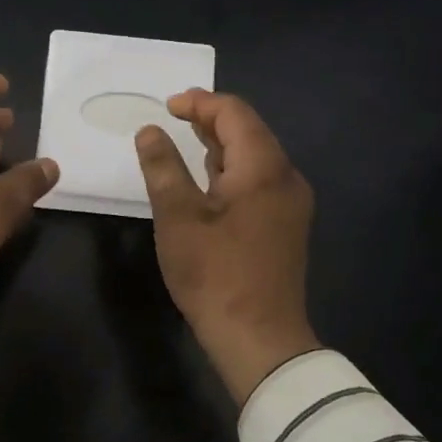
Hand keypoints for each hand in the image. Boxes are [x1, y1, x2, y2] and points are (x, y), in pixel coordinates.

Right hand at [135, 90, 321, 402]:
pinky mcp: (287, 225)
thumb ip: (163, 166)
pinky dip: (233, 170)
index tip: (167, 107)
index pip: (235, 113)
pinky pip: (260, 181)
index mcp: (264, 167)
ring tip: (186, 142)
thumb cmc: (214, 272)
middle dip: (211, 119)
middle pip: (250, 131)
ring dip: (222, 145)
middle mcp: (286, 177)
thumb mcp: (177, 215)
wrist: (259, 338)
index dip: (200, 102)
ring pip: (256, 157)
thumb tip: (150, 130)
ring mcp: (291, 203)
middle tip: (174, 118)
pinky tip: (210, 182)